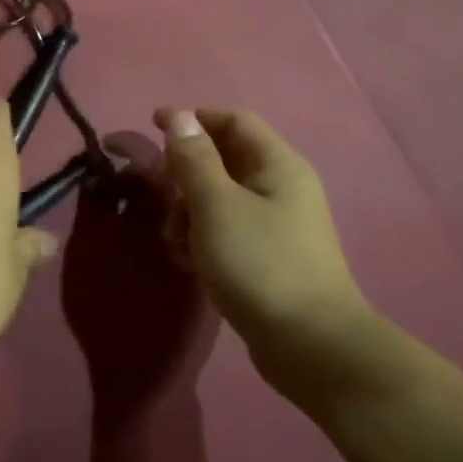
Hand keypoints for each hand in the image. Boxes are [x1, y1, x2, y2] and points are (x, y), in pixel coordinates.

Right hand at [152, 108, 377, 400]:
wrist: (309, 345)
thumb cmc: (260, 263)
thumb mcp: (216, 205)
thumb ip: (194, 158)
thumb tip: (179, 116)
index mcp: (277, 165)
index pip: (233, 121)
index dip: (193, 118)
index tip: (153, 125)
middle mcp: (281, 188)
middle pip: (223, 160)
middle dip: (186, 173)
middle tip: (160, 193)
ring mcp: (276, 224)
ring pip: (219, 198)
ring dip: (188, 211)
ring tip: (174, 240)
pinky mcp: (267, 257)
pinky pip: (226, 230)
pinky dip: (202, 237)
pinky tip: (189, 262)